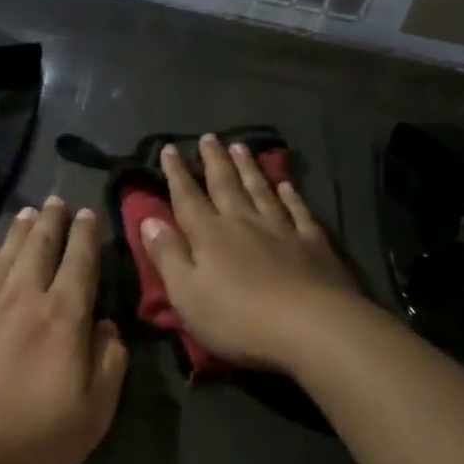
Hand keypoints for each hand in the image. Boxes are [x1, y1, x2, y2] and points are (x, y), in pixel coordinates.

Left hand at [0, 197, 127, 463]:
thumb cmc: (24, 444)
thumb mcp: (91, 418)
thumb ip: (109, 366)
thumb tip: (108, 327)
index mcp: (62, 320)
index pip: (80, 266)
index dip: (86, 238)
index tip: (87, 213)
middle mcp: (20, 300)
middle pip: (40, 250)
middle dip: (51, 223)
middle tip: (56, 201)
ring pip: (3, 257)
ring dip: (17, 233)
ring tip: (27, 213)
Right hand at [140, 135, 362, 372]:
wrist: (312, 327)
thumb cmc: (239, 318)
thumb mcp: (187, 294)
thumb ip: (168, 256)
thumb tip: (149, 221)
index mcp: (210, 235)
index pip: (187, 198)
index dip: (177, 173)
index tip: (170, 148)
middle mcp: (244, 223)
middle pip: (226, 185)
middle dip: (214, 161)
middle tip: (209, 137)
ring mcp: (282, 230)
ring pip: (261, 190)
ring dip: (249, 168)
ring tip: (240, 147)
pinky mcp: (313, 244)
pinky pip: (298, 211)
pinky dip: (291, 196)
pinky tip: (286, 185)